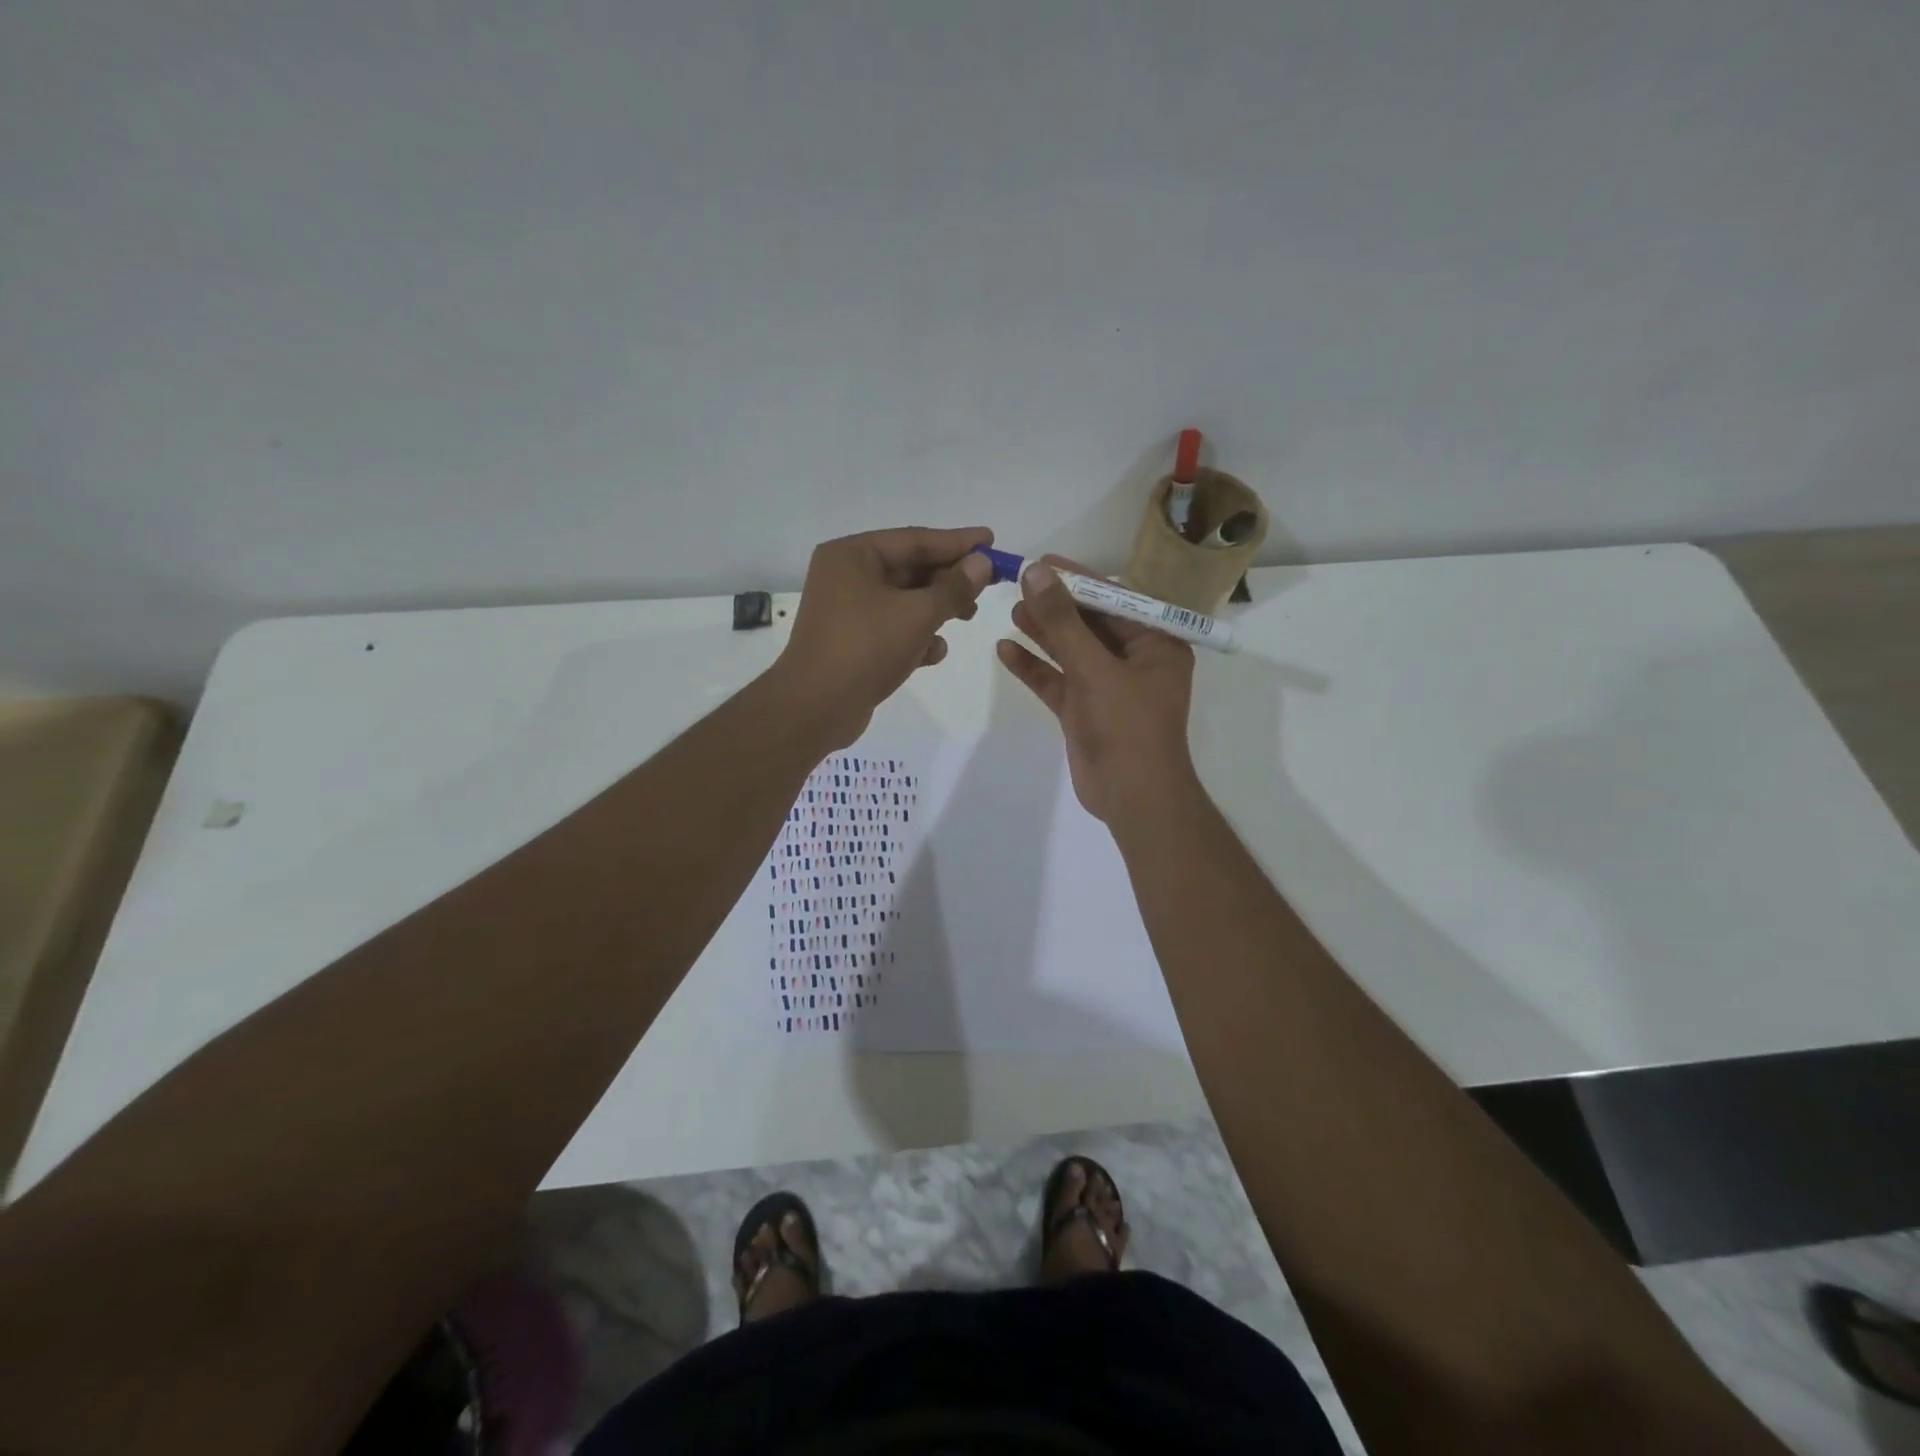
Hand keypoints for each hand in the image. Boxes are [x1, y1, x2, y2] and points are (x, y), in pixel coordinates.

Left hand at [771, 526, 995, 748]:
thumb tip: (982, 562)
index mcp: (852, 556)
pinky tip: (935, 653)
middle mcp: (846, 577)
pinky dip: (916, 637)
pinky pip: (893, 629)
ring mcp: (847, 612)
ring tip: (968, 617)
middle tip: (988, 585)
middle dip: (948, 579)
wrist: (816, 708)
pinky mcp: (852, 643)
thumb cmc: (865, 648)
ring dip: (937, 609)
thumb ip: (954, 587)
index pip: (914, 539)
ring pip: (904, 601)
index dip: (957, 541)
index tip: (991, 541)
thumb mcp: (917, 614)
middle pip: (909, 569)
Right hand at [996, 559, 1198, 824]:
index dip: (1078, 579)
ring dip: (1042, 633)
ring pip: (1070, 652)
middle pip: (1089, 623)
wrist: (1132, 797)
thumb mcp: (1095, 668)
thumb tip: (1036, 572)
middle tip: (1018, 584)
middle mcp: (1133, 661)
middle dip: (1055, 606)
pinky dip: (1034, 668)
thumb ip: (1063, 621)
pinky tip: (1005, 650)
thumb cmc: (1126, 726)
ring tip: (1010, 610)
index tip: (1042, 562)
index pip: (1114, 600)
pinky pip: (1057, 681)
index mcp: (1154, 644)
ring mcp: (1106, 687)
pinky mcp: (1084, 711)